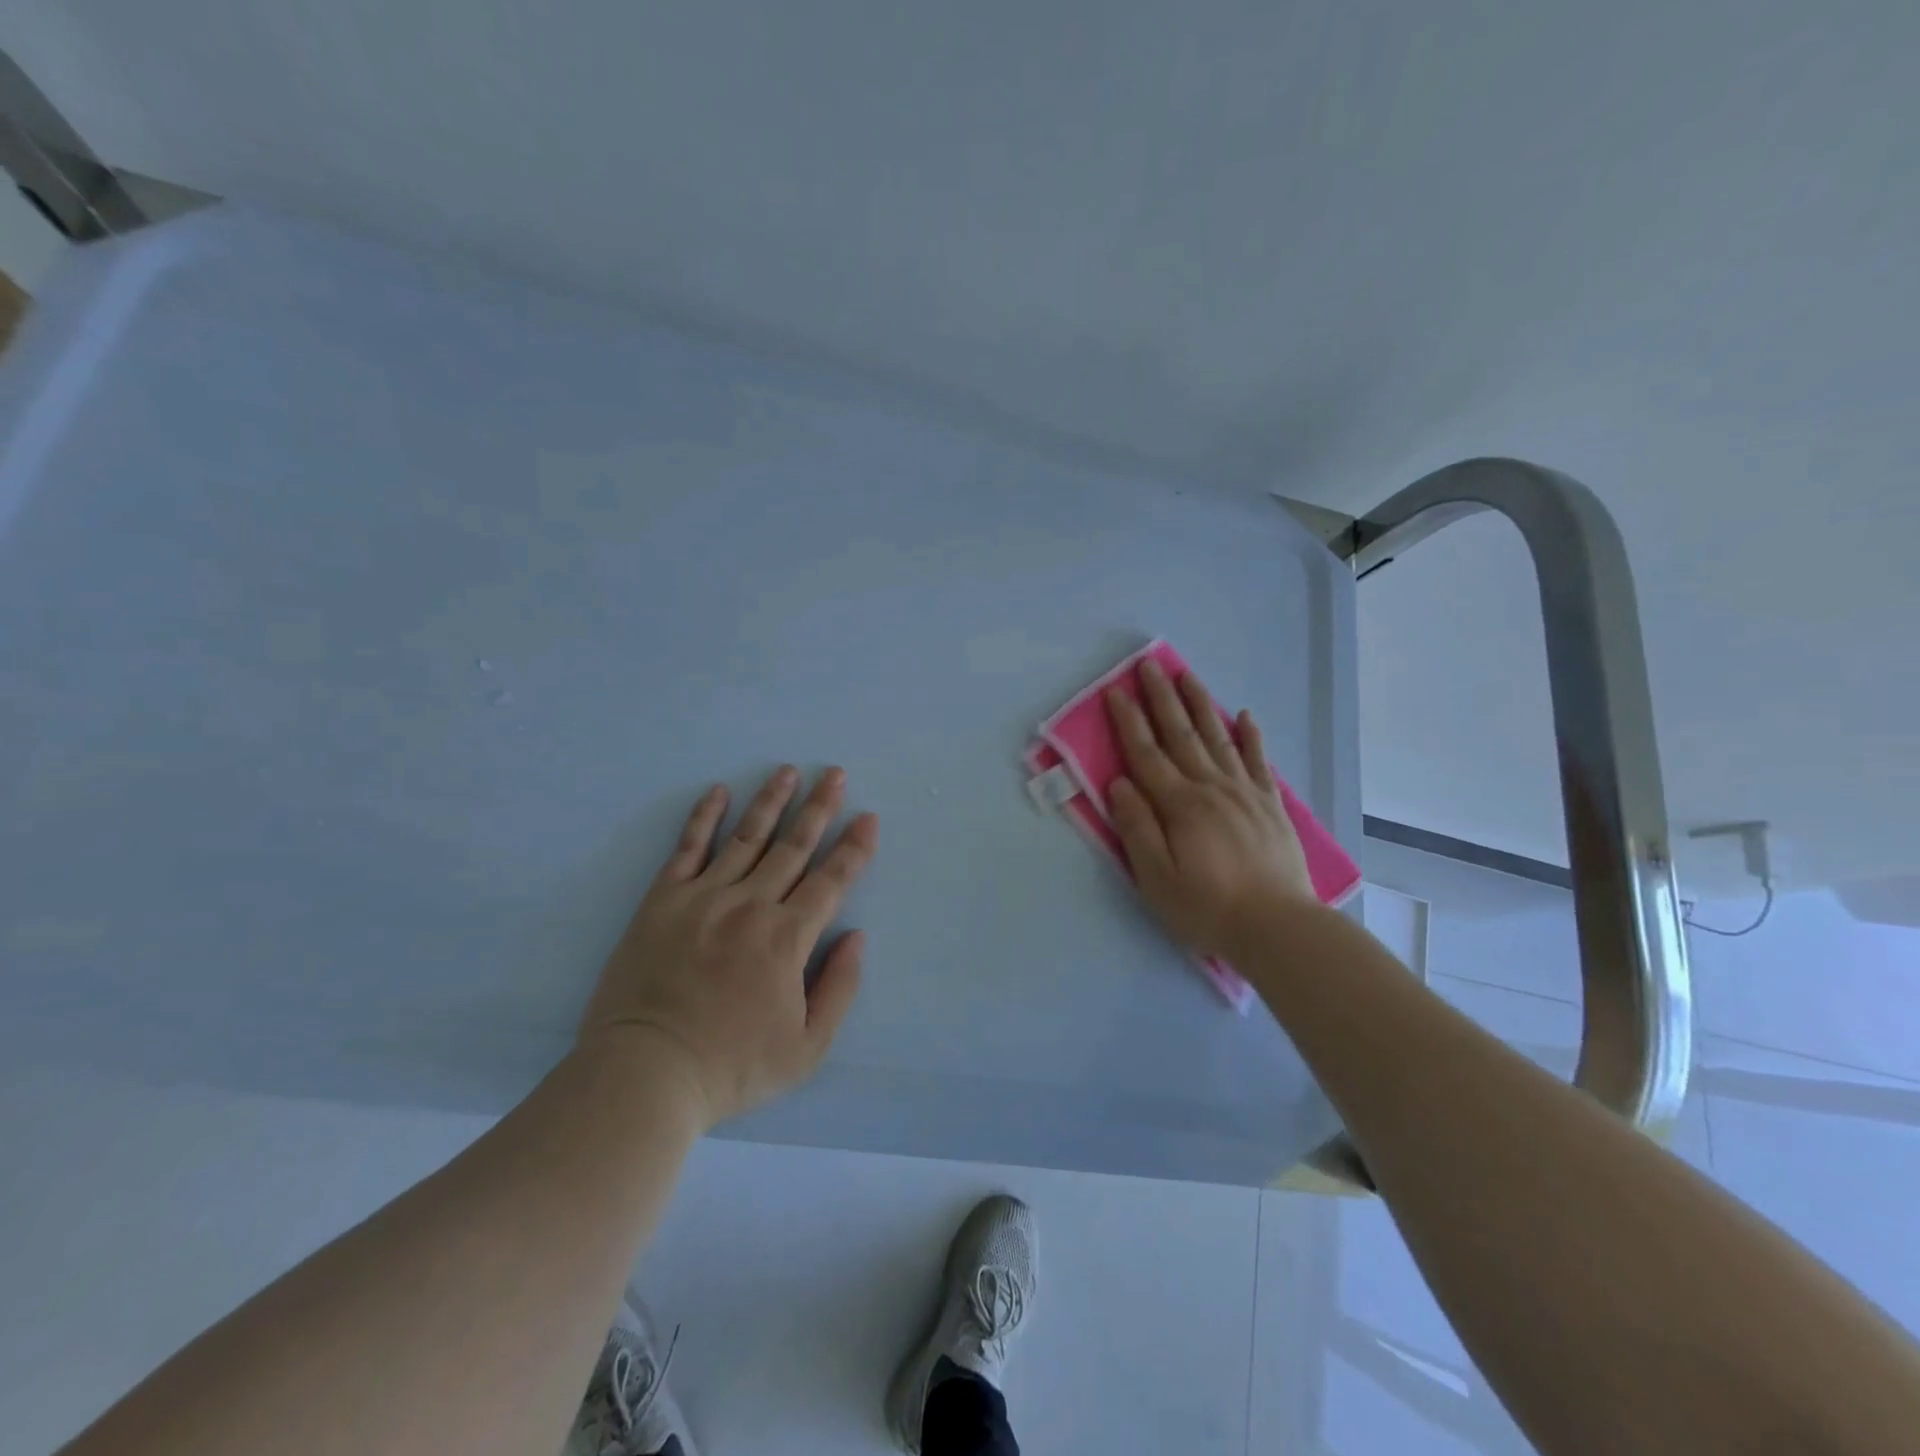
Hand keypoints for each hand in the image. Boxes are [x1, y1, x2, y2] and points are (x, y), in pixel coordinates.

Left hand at [579, 765, 878, 1129]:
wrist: (645, 1074)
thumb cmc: (731, 1067)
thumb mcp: (807, 1048)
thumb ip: (840, 988)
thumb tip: (857, 936)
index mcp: (787, 938)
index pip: (831, 880)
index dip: (854, 848)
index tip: (868, 818)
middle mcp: (751, 905)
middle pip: (794, 846)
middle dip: (820, 807)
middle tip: (835, 774)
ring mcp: (704, 898)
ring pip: (747, 838)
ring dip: (771, 801)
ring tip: (788, 771)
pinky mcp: (663, 900)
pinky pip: (688, 848)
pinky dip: (704, 818)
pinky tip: (718, 792)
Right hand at [1105, 659, 1316, 959]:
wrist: (1278, 927)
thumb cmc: (1208, 908)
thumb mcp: (1156, 878)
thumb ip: (1137, 828)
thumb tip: (1119, 784)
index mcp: (1179, 805)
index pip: (1146, 754)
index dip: (1128, 722)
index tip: (1115, 691)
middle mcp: (1211, 787)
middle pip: (1180, 734)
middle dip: (1161, 698)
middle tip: (1149, 664)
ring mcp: (1245, 792)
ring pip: (1218, 737)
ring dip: (1200, 704)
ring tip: (1186, 675)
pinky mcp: (1270, 804)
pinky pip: (1258, 761)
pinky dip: (1250, 736)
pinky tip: (1244, 715)